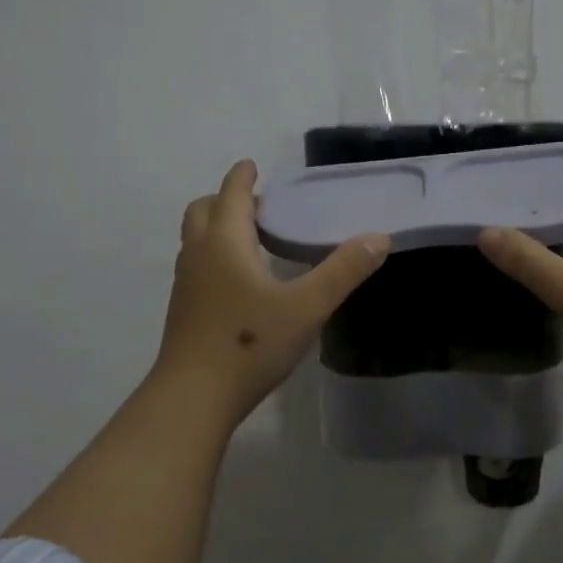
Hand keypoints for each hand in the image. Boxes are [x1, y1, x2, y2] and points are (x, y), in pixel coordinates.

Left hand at [155, 160, 390, 426]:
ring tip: (249, 241)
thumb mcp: (307, 307)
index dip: (243, 177)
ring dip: (216, 229)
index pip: (231, 194)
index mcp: (226, 243)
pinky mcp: (183, 311)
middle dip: (225, 200)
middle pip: (202, 210)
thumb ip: (343, 271)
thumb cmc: (251, 344)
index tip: (252, 166)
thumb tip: (379, 238)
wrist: (194, 396)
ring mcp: (186, 284)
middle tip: (255, 206)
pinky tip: (238, 285)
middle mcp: (199, 255)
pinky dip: (213, 257)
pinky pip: (196, 267)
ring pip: (195, 240)